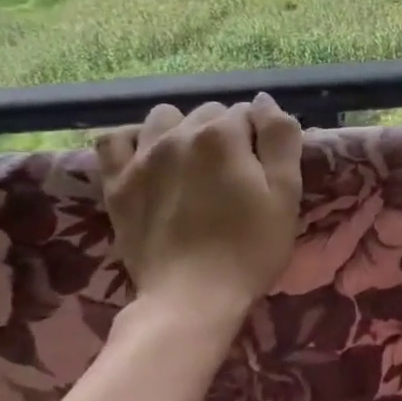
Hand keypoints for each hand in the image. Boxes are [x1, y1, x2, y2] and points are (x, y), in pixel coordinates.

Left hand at [96, 94, 303, 317]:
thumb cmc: (250, 248)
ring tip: (194, 166)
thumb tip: (265, 101)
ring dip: (183, 131)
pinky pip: (115, 139)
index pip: (249, 113)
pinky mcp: (115, 183)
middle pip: (208, 113)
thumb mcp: (286, 194)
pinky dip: (134, 142)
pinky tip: (149, 160)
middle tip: (235, 176)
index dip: (261, 139)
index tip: (264, 171)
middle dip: (225, 134)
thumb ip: (281, 138)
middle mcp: (178, 134)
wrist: (191, 298)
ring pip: (164, 118)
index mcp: (222, 135)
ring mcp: (141, 157)